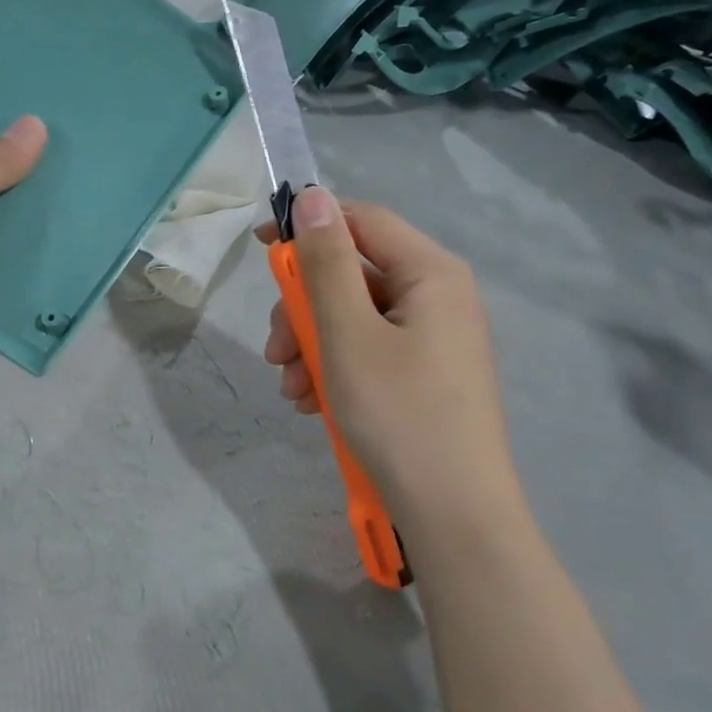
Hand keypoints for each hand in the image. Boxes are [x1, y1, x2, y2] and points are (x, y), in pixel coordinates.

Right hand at [259, 187, 519, 530]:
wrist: (453, 515)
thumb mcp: (346, 333)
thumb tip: (313, 197)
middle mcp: (438, 297)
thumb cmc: (397, 414)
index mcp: (431, 274)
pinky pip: (368, 351)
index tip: (259, 247)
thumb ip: (325, 262)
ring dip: (311, 345)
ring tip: (292, 390)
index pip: (362, 221)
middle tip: (275, 352)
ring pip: (353, 318)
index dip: (308, 225)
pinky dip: (334, 368)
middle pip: (353, 275)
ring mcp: (433, 339)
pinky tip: (314, 404)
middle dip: (303, 309)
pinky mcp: (425, 375)